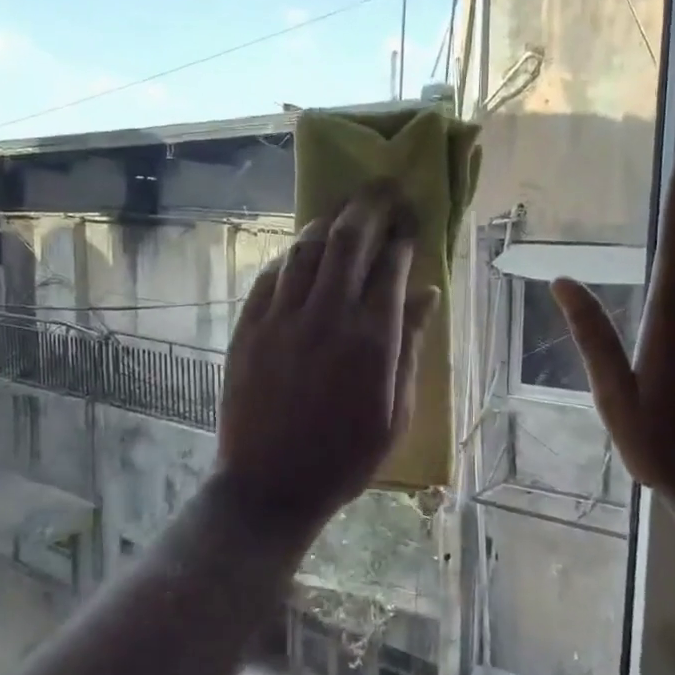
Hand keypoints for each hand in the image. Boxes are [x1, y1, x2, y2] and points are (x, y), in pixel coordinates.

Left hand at [215, 187, 438, 526]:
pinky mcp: (248, 328)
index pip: (390, 266)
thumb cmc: (344, 458)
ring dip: (327, 222)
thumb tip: (425, 293)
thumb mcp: (396, 413)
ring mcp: (281, 319)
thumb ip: (410, 348)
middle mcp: (326, 317)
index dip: (402, 236)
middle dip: (369, 206)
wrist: (270, 486)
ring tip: (343, 212)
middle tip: (382, 188)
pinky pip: (270, 276)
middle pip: (347, 240)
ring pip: (305, 250)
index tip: (410, 221)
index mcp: (370, 340)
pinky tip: (301, 252)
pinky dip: (290, 256)